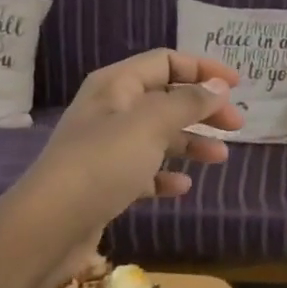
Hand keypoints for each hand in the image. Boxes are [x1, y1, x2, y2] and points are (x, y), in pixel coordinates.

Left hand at [0, 49, 242, 287]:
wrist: (49, 225)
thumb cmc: (103, 163)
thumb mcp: (151, 124)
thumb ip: (188, 102)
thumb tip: (218, 86)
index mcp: (116, 85)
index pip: (166, 61)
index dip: (203, 68)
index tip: (237, 85)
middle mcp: (111, 110)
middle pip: (166, 98)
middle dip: (203, 109)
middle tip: (236, 125)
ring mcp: (106, 147)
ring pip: (159, 136)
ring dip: (191, 143)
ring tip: (220, 158)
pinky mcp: (106, 182)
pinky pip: (144, 170)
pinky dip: (165, 175)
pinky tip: (182, 187)